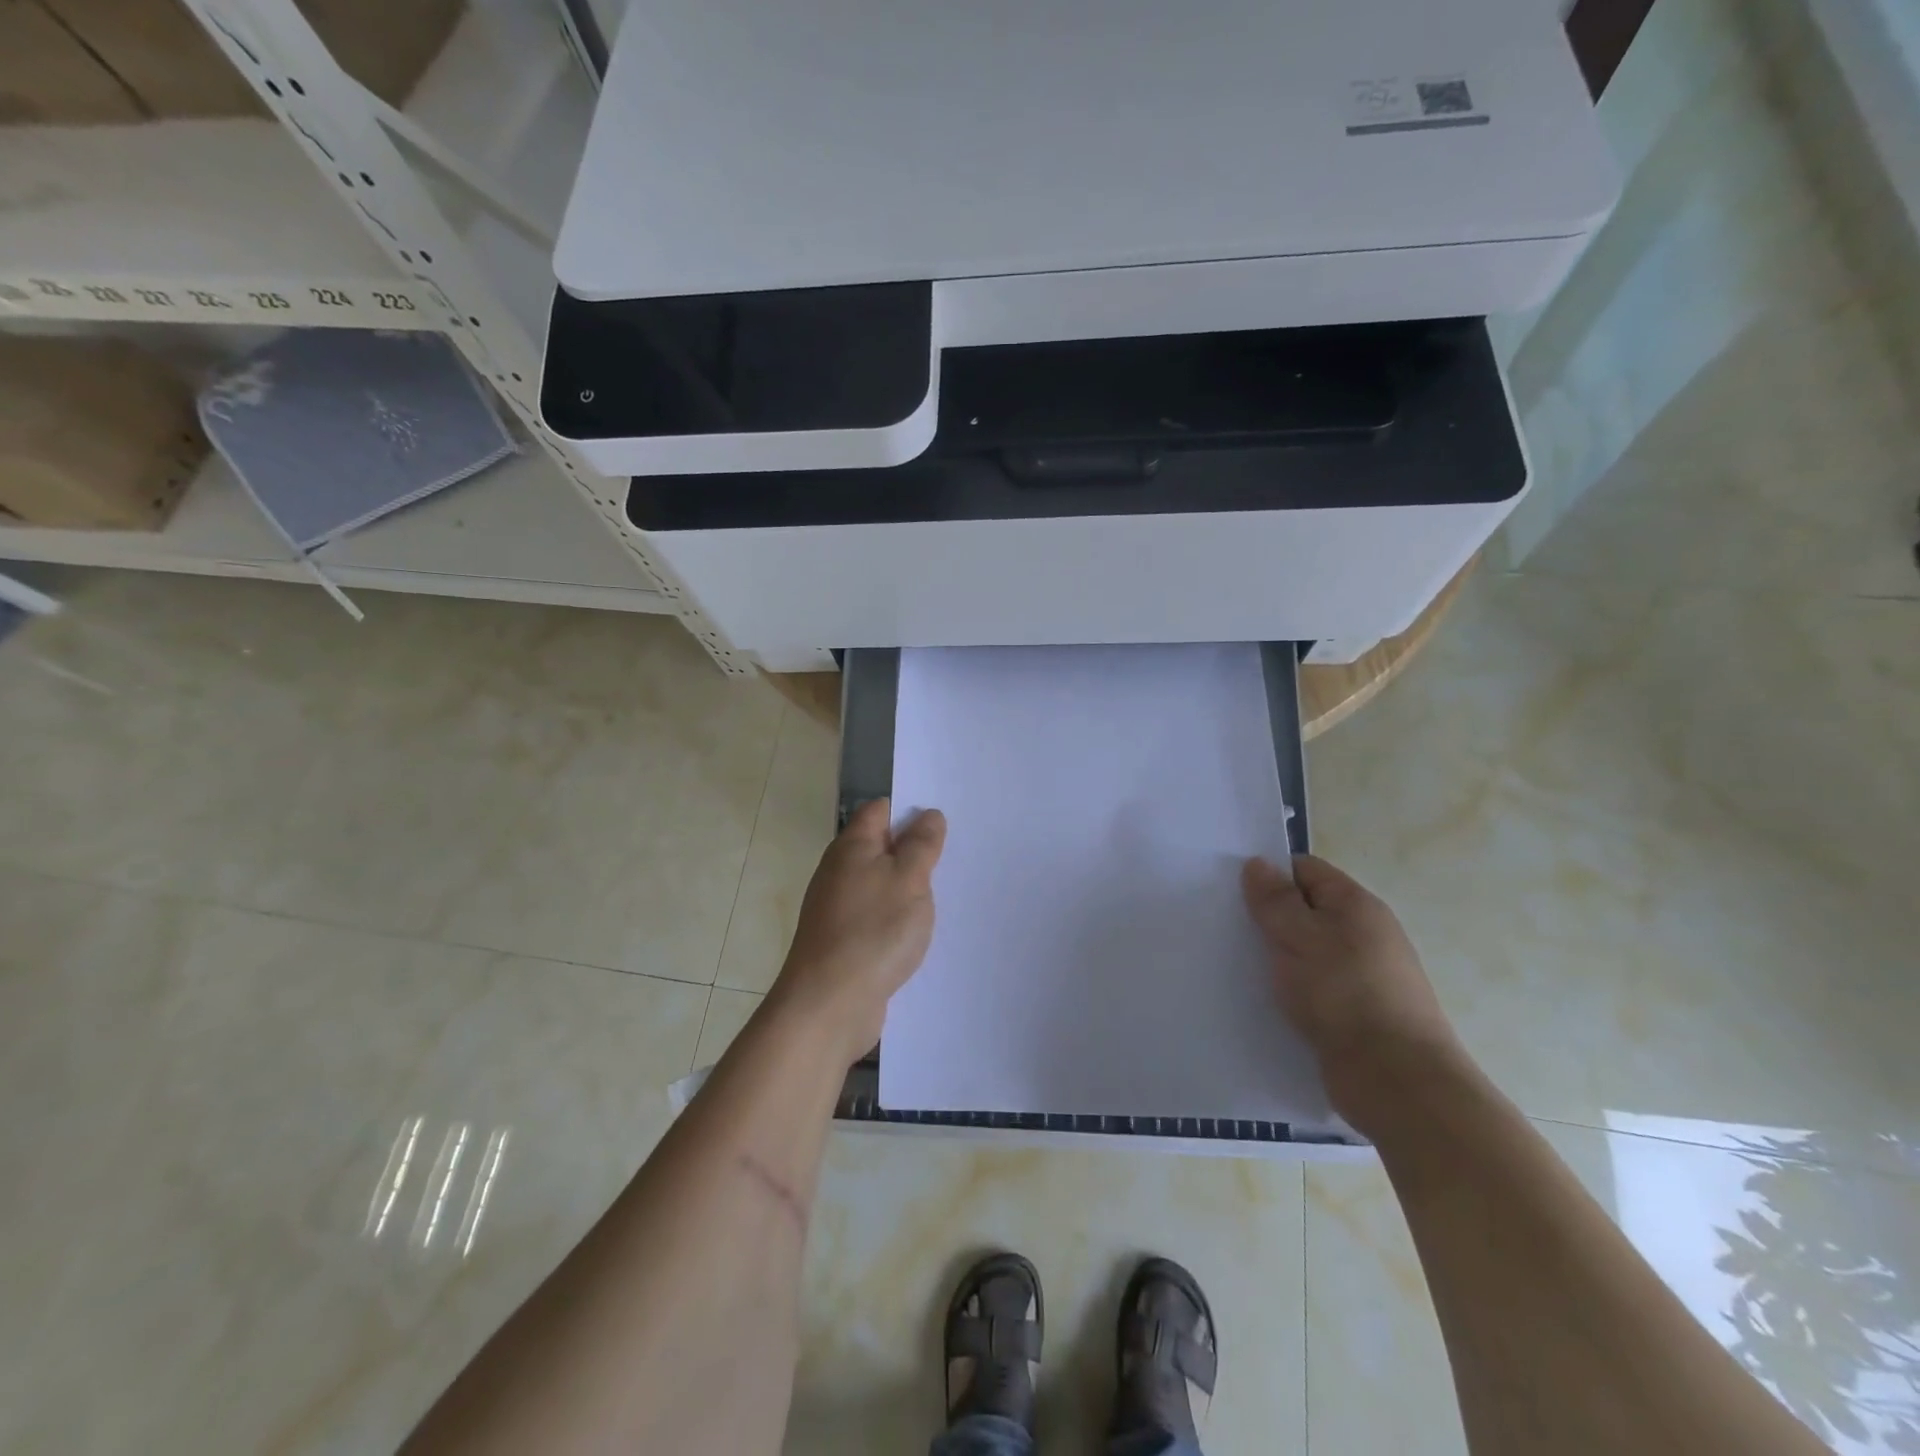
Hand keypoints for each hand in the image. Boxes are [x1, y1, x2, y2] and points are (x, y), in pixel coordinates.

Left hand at [768, 798, 946, 1067]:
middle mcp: (839, 871)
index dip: (910, 809)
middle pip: (880, 847)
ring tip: (946, 894)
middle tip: (954, 856)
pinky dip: (897, 918)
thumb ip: (921, 845)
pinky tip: (919, 932)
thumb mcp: (909, 880)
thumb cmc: (873, 932)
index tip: (944, 821)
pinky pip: (876, 916)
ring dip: (908, 888)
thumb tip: (928, 815)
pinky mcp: (843, 941)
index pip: (880, 810)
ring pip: (880, 884)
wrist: (829, 1005)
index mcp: (852, 847)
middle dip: (914, 850)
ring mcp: (838, 908)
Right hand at [1242, 855, 1466, 1134]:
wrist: (1396, 1081)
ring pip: (1306, 952)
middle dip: (1267, 918)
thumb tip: (1258, 864)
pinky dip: (1288, 990)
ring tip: (1235, 965)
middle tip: (1226, 928)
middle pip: (1305, 911)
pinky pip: (1312, 988)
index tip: (1231, 891)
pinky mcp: (1353, 1014)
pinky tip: (1262, 999)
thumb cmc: (1345, 995)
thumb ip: (1275, 900)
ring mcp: (1361, 976)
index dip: (1269, 875)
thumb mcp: (1300, 937)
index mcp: (1356, 906)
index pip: (1306, 871)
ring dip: (1276, 957)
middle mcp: (1363, 935)